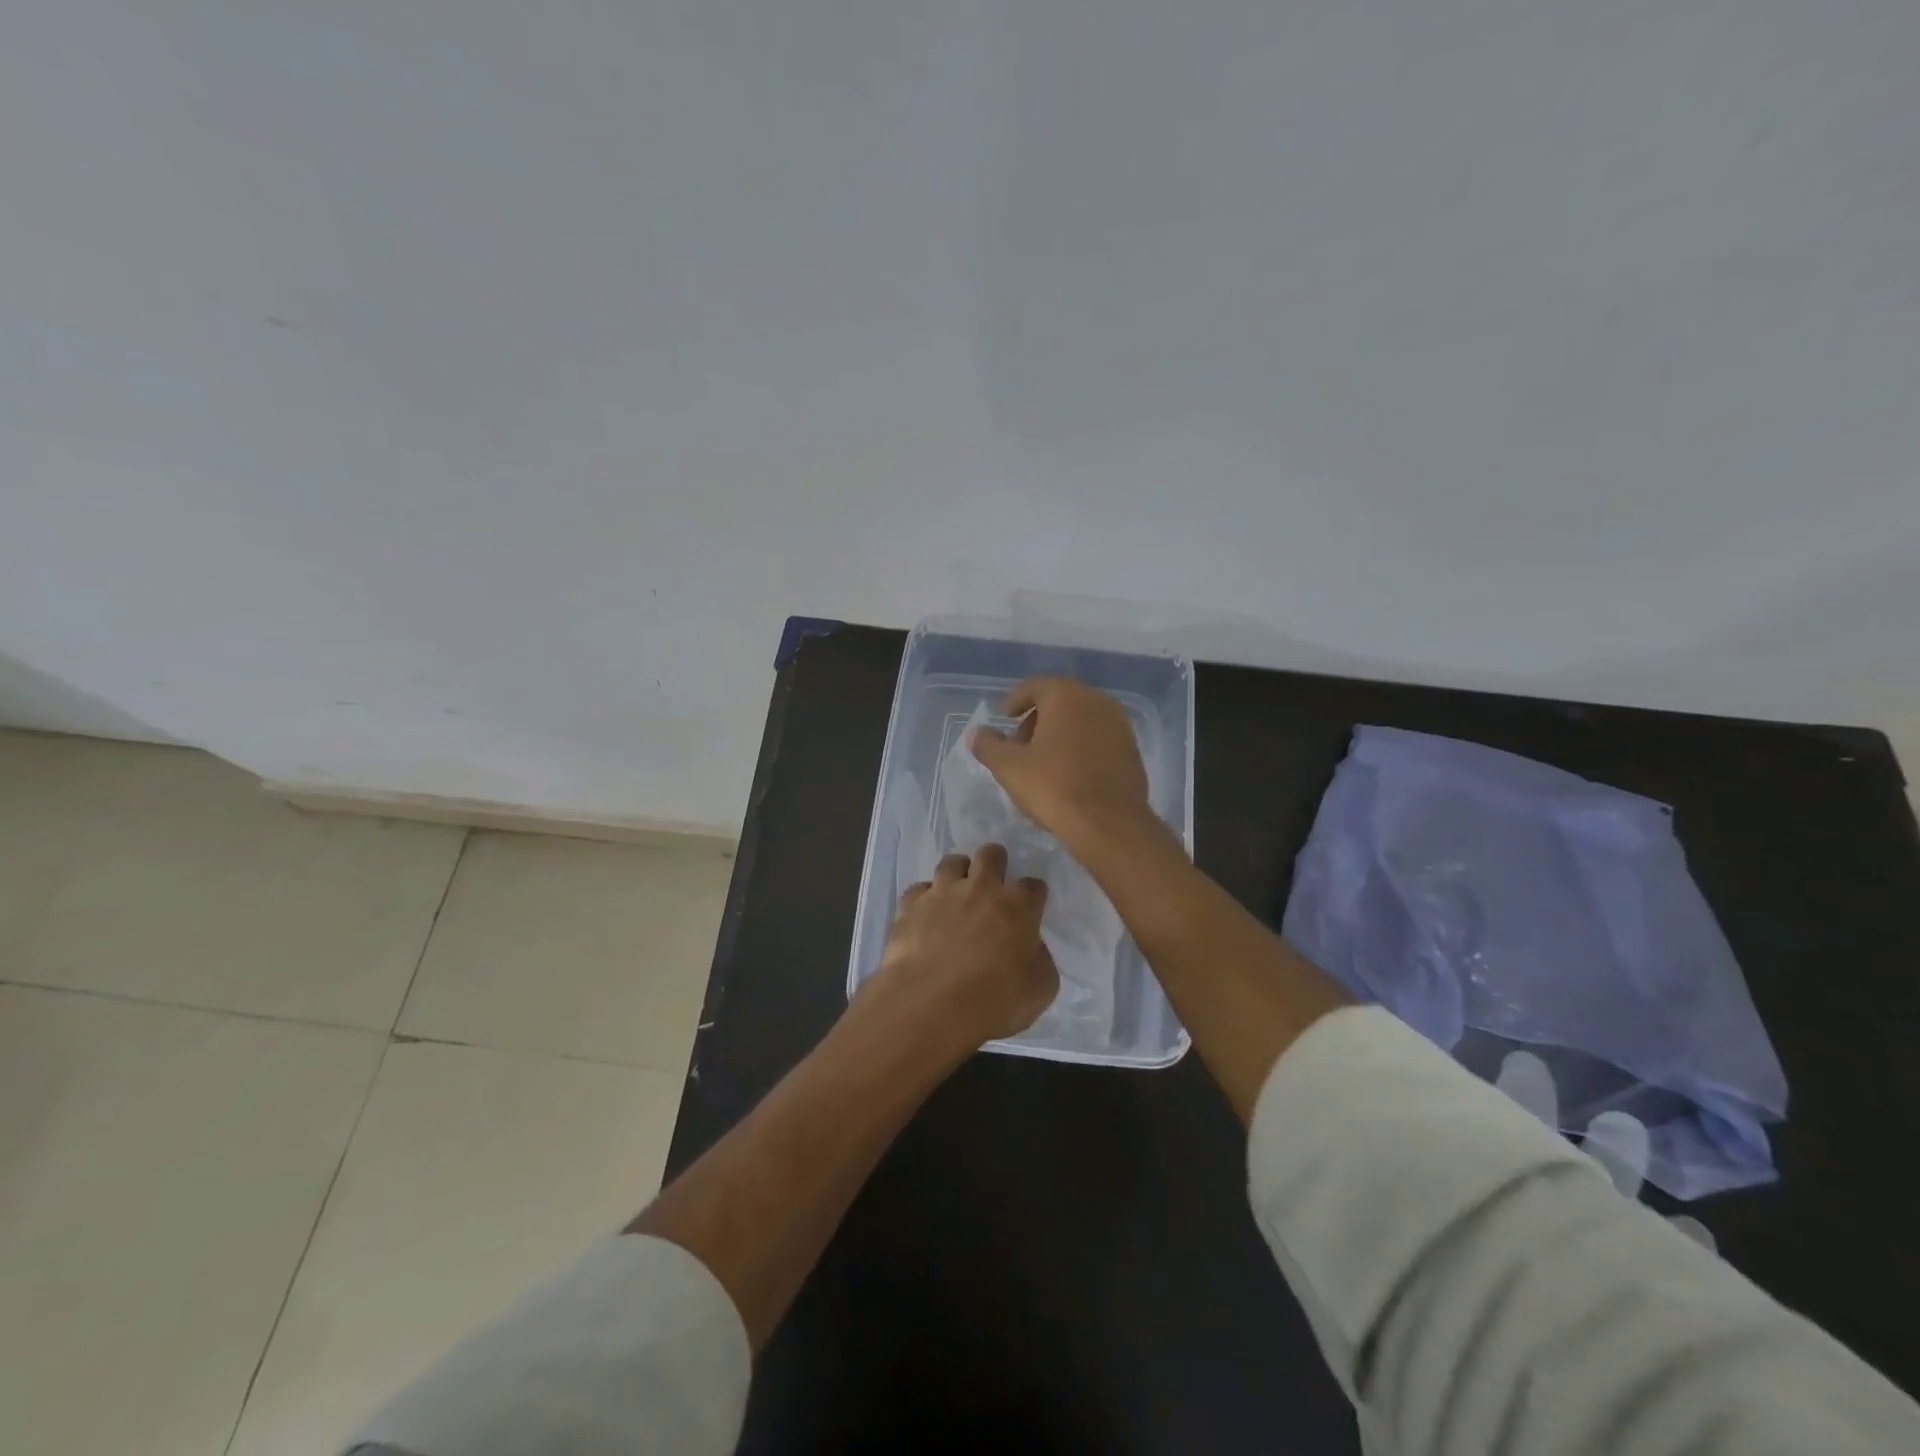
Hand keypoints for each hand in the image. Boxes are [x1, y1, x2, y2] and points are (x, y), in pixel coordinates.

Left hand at [866, 843, 1057, 1052]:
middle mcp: (980, 889)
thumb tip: (1031, 948)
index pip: (1034, 886)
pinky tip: (925, 916)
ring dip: (958, 873)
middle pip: (991, 854)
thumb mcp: (1040, 989)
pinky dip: (924, 899)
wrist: (930, 1004)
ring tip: (957, 892)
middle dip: (996, 861)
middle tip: (993, 883)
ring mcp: (942, 893)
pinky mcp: (910, 905)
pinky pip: (919, 890)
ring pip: (952, 862)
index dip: (1034, 895)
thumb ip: (1040, 960)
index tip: (1031, 908)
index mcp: (1017, 906)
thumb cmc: (994, 1001)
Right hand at [969, 677, 1153, 848]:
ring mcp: (1119, 723)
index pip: (1034, 686)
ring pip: (1081, 719)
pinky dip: (1081, 746)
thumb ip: (988, 745)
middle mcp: (1096, 699)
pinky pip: (1098, 737)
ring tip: (1044, 762)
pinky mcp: (1132, 748)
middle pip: (1059, 701)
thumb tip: (978, 734)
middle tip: (1020, 745)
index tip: (1005, 719)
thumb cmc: (1054, 787)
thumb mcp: (1008, 767)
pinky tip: (1070, 773)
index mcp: (1065, 695)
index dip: (1015, 701)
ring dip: (1060, 733)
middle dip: (1037, 719)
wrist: (1109, 824)